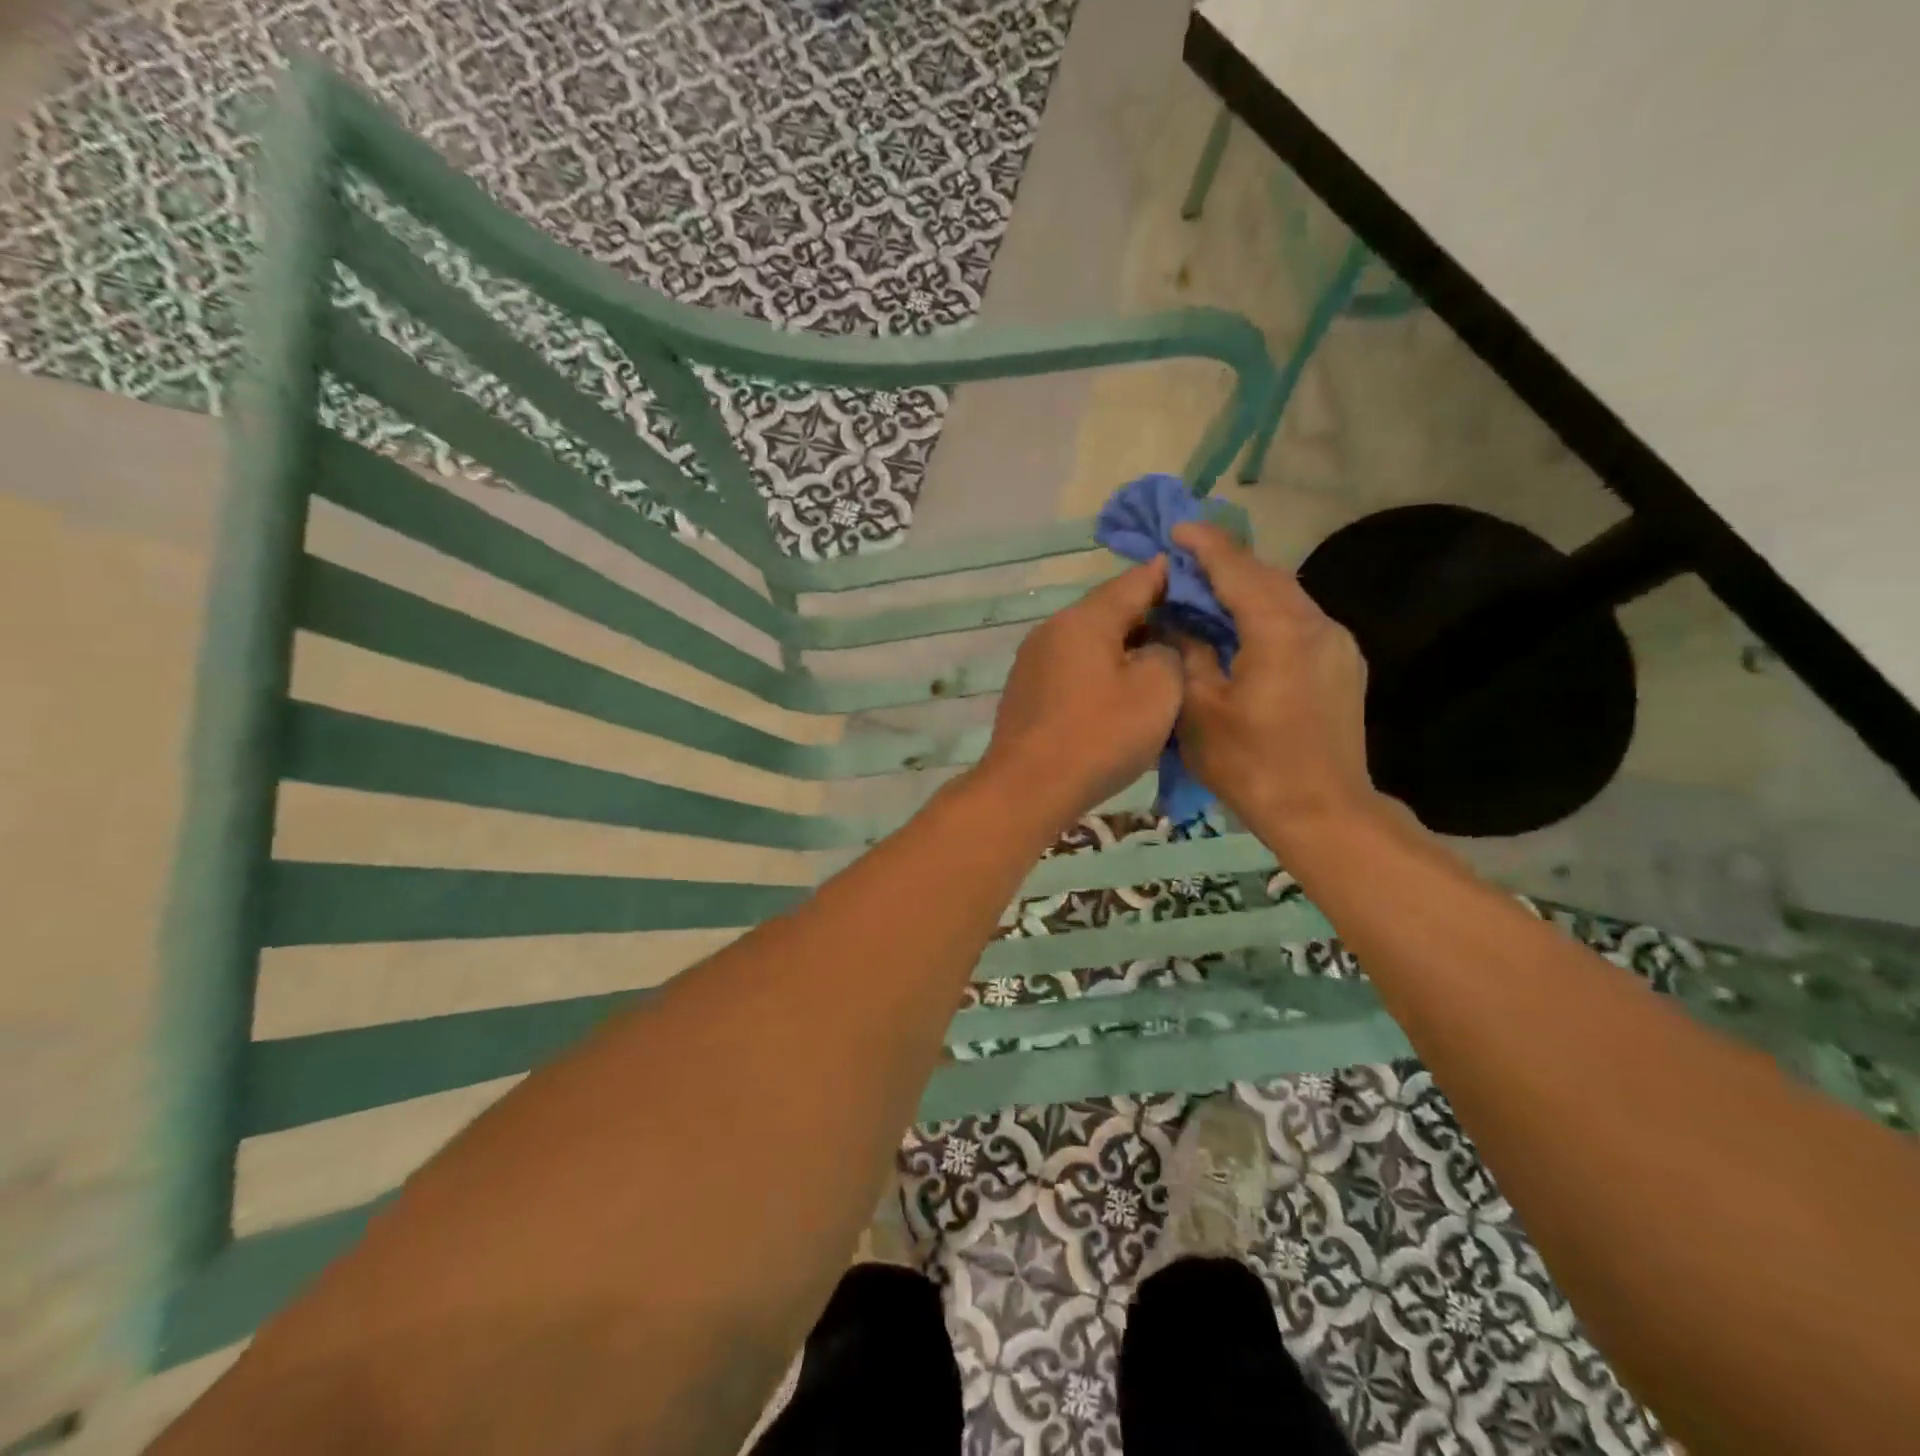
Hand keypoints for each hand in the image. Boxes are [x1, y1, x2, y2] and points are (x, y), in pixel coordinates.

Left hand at [974, 558, 1181, 834]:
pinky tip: (1119, 696)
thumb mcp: (1157, 690)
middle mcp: (1052, 629)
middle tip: (1189, 633)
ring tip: (1159, 667)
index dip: (1171, 578)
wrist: (1027, 788)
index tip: (1199, 582)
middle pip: (1110, 611)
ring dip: (1125, 649)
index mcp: (1084, 619)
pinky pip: (1074, 669)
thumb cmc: (1098, 736)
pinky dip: (1101, 673)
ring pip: (1091, 642)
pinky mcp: (1026, 691)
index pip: (1135, 581)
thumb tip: (1157, 645)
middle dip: (1150, 618)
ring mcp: (1033, 661)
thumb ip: (1169, 652)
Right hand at [1170, 522, 1375, 843]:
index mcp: (1279, 632)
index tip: (1176, 528)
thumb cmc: (1250, 764)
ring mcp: (1337, 644)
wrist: (1322, 811)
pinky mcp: (1343, 664)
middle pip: (1267, 576)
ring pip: (1287, 597)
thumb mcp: (1199, 710)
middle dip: (1226, 563)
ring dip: (1247, 588)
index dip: (1205, 545)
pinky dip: (1267, 613)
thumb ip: (1189, 653)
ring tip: (1209, 592)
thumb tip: (1178, 620)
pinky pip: (1299, 621)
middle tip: (1186, 560)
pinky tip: (1244, 629)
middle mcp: (1316, 625)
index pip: (1238, 570)